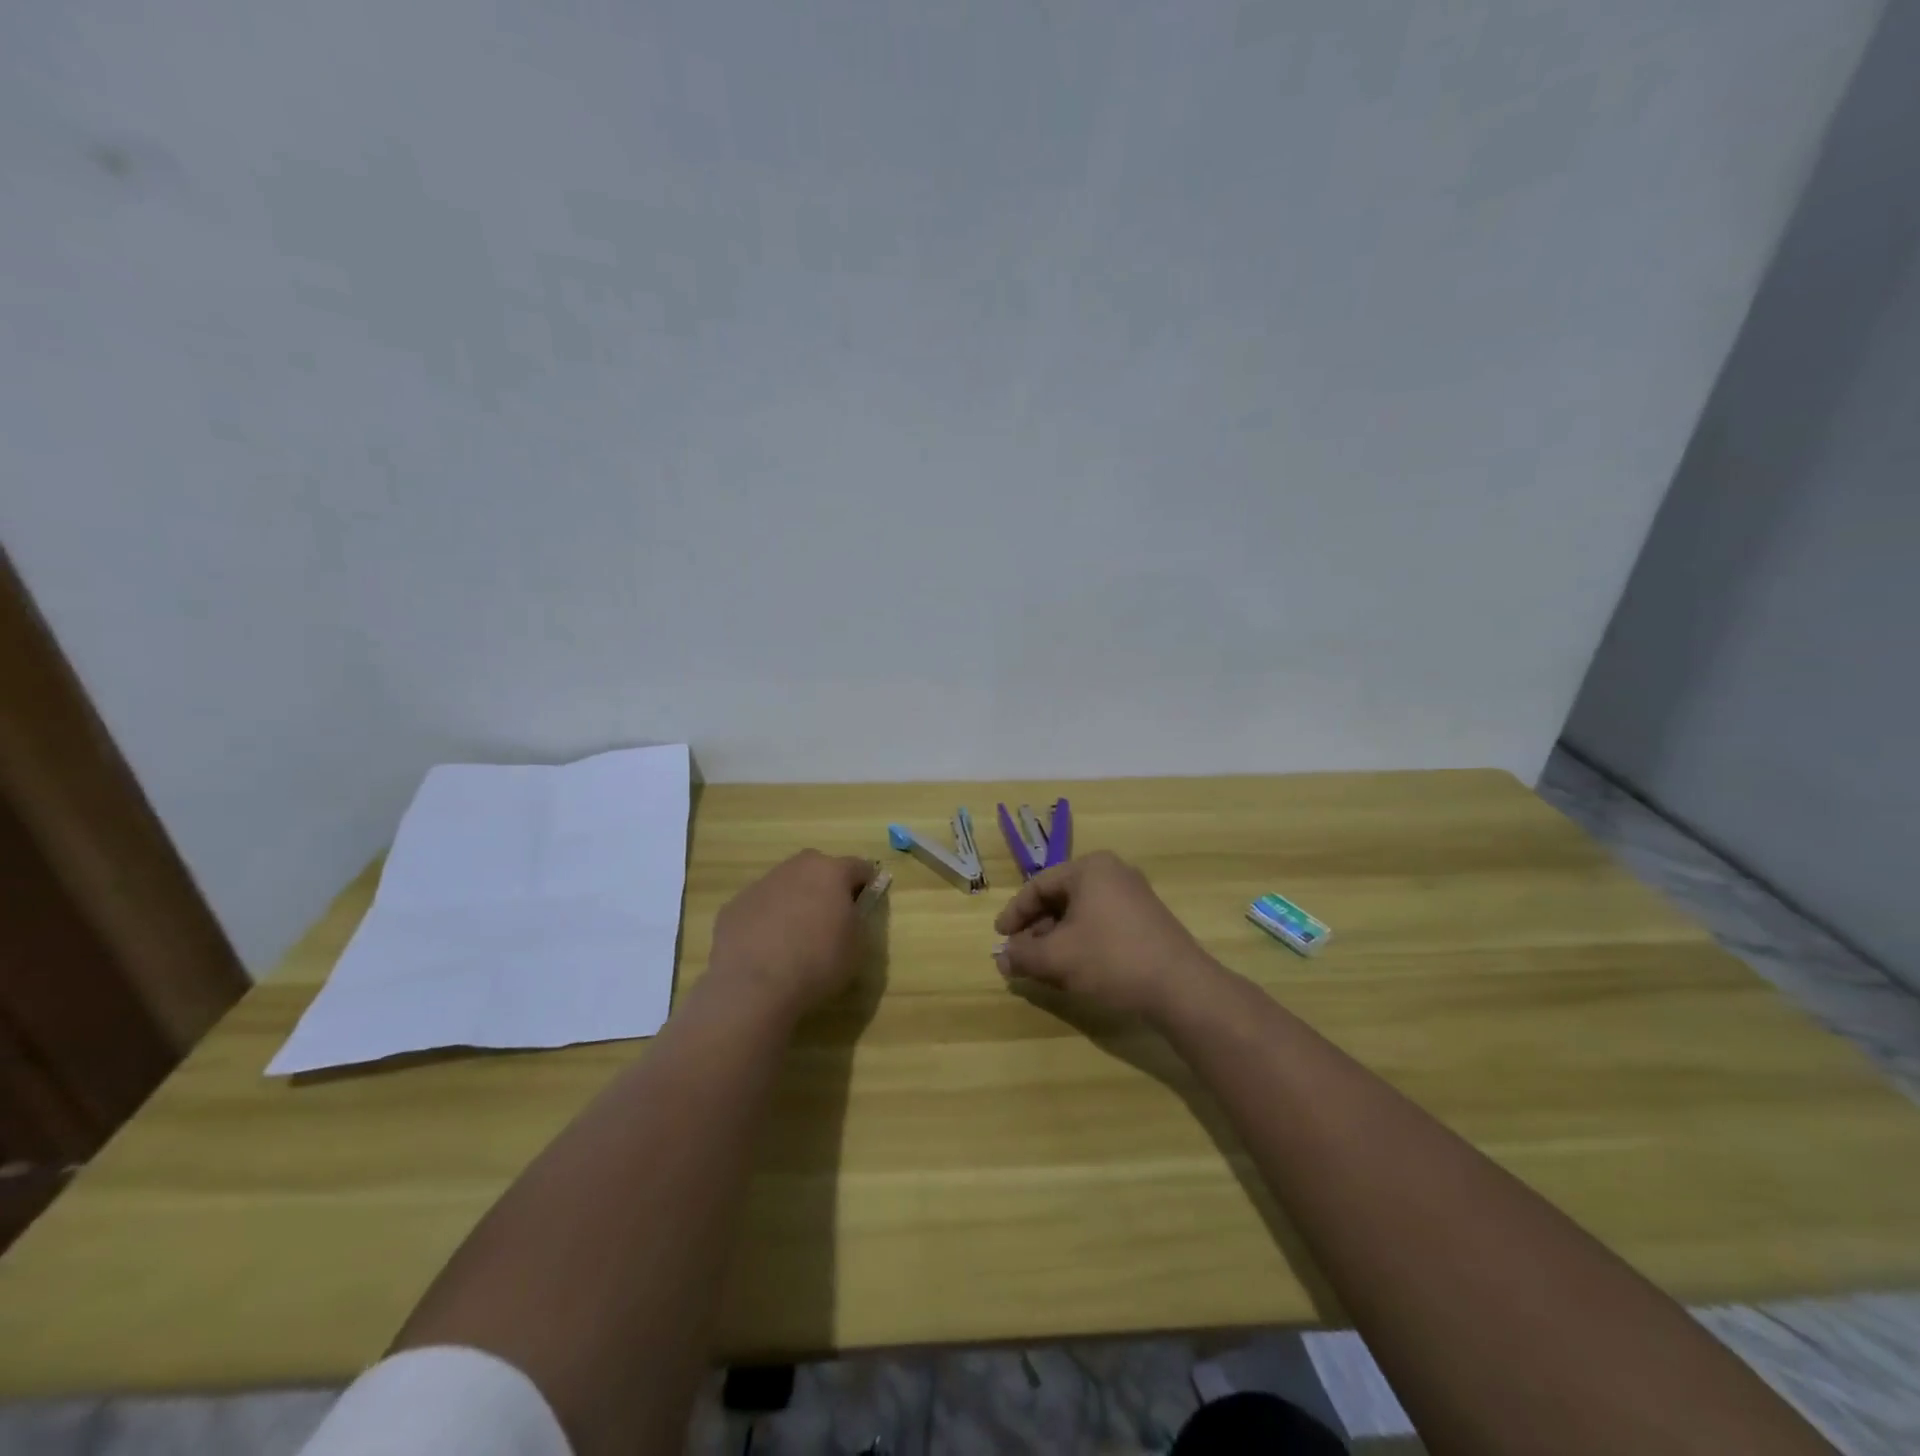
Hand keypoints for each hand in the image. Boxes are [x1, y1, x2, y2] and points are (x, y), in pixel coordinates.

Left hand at [709, 851, 875, 1016]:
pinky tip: (766, 950)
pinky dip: (766, 920)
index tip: (866, 905)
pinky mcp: (734, 905)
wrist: (754, 986)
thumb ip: (857, 919)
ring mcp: (760, 884)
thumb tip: (850, 910)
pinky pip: (759, 907)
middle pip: (818, 869)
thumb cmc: (817, 963)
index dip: (867, 885)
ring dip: (794, 902)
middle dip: (827, 887)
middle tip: (830, 919)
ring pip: (786, 886)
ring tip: (794, 938)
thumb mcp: (857, 946)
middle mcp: (795, 868)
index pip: (860, 868)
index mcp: (831, 872)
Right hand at [992, 851, 1213, 1020]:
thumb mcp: (1057, 958)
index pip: (1038, 886)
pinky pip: (1102, 923)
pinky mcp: (1147, 919)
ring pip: (1081, 914)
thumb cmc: (1111, 959)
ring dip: (1057, 938)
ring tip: (1043, 967)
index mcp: (1090, 868)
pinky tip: (1074, 969)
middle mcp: (1113, 873)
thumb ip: (1023, 955)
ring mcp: (1133, 895)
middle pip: (1060, 898)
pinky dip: (1081, 942)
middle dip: (1036, 929)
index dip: (1014, 913)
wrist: (1181, 988)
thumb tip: (1001, 958)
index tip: (1000, 939)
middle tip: (1020, 955)